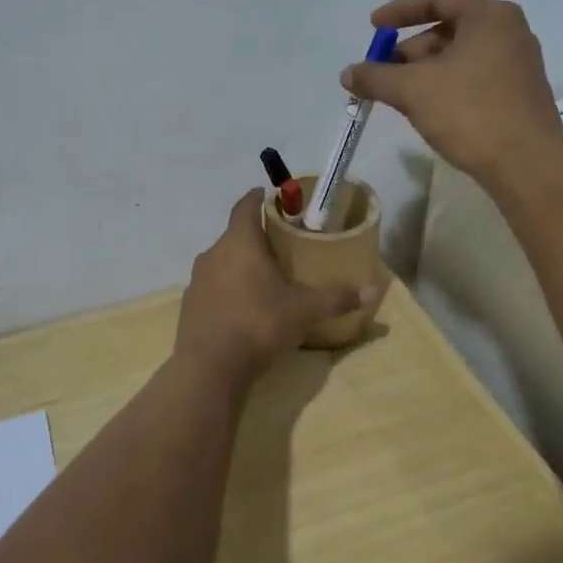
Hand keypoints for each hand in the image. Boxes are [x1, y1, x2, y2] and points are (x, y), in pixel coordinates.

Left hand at [174, 191, 368, 379]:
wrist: (209, 368)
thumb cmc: (258, 324)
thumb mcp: (304, 311)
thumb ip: (336, 298)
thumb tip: (372, 290)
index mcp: (239, 243)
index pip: (245, 206)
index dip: (258, 198)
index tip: (269, 195)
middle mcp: (213, 254)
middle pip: (234, 235)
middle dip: (255, 236)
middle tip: (280, 244)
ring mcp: (197, 280)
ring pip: (222, 262)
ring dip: (240, 264)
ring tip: (264, 276)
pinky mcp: (190, 305)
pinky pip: (213, 287)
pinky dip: (228, 289)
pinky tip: (244, 307)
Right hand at [341, 0, 562, 187]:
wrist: (527, 165)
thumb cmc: (470, 112)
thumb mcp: (413, 90)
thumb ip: (376, 77)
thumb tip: (347, 74)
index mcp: (489, 16)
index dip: (400, 11)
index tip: (373, 27)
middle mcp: (509, 32)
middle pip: (448, 29)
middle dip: (409, 50)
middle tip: (382, 73)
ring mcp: (518, 65)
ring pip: (460, 57)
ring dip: (425, 71)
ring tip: (399, 97)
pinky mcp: (519, 95)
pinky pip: (473, 78)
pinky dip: (445, 86)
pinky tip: (427, 111)